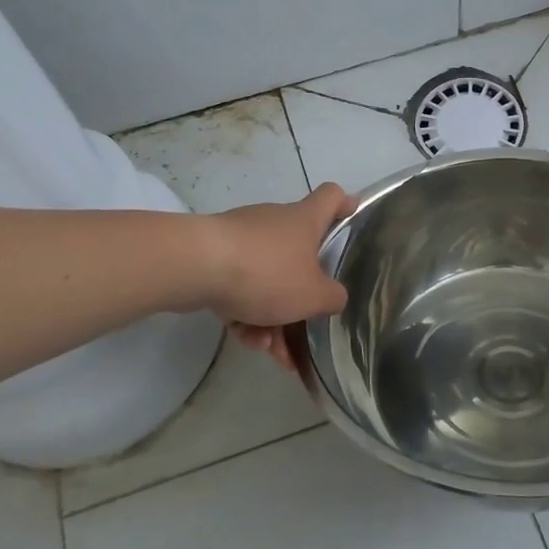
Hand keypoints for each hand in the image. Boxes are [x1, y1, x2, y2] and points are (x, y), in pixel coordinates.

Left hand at [204, 183, 354, 371]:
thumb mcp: (314, 295)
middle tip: (307, 326)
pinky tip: (249, 342)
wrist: (197, 267)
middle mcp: (275, 223)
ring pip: (267, 280)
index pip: (332, 197)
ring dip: (274, 317)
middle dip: (302, 295)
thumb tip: (335, 297)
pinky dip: (247, 315)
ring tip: (273, 351)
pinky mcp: (215, 258)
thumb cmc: (267, 272)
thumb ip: (333, 298)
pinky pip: (240, 288)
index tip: (352, 216)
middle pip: (299, 254)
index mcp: (305, 221)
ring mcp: (243, 240)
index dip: (345, 204)